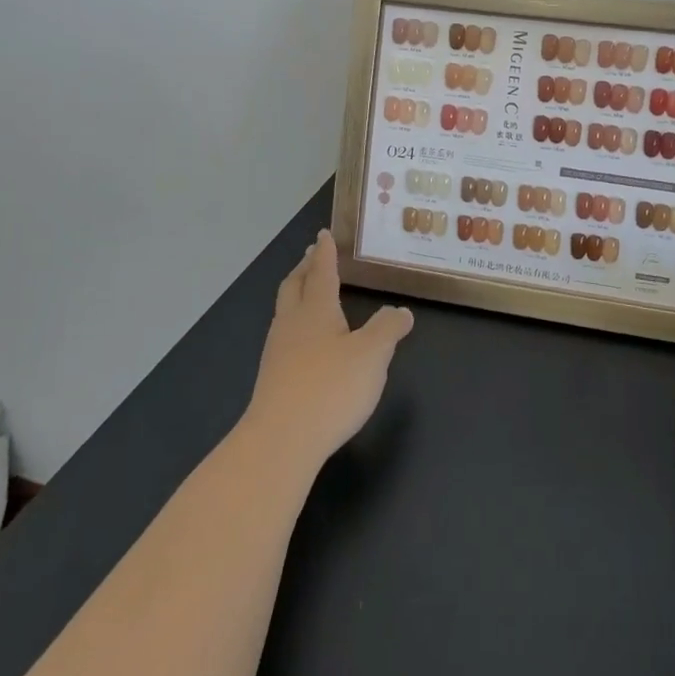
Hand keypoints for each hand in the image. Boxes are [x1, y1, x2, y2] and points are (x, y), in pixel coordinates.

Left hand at [243, 229, 413, 470]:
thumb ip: (388, 328)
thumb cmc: (330, 388)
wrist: (280, 441)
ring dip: (297, 295)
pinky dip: (297, 325)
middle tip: (312, 256)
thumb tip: (401, 310)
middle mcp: (292, 324)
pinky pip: (285, 338)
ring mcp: (278, 353)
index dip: (325, 253)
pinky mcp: (273, 380)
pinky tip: (307, 343)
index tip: (323, 234)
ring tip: (310, 294)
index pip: (322, 272)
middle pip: (294, 287)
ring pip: (286, 312)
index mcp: (316, 310)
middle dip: (304, 269)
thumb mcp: (372, 355)